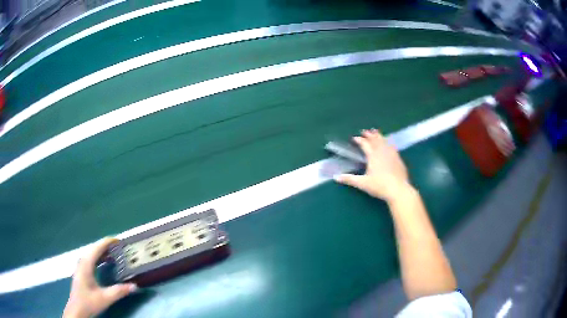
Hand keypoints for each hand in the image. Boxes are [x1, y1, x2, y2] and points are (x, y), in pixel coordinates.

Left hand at [63, 238, 136, 317]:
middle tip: (120, 248)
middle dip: (106, 246)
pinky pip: (91, 259)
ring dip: (103, 252)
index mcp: (86, 264)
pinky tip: (105, 263)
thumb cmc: (89, 302)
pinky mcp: (82, 271)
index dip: (107, 242)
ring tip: (115, 254)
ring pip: (92, 254)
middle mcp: (82, 261)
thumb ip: (119, 291)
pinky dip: (99, 258)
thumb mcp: (105, 298)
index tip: (119, 241)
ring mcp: (81, 266)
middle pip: (94, 249)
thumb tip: (135, 286)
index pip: (97, 247)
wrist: (77, 309)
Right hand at [335, 129, 410, 201]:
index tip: (354, 138)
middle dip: (370, 135)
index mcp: (373, 156)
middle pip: (375, 140)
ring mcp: (392, 154)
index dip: (359, 140)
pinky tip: (389, 144)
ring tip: (376, 132)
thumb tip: (336, 177)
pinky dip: (388, 143)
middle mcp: (382, 152)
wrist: (398, 190)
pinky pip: (392, 147)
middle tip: (365, 131)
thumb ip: (349, 179)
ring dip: (379, 136)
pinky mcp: (398, 159)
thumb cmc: (379, 186)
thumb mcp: (362, 184)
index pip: (365, 145)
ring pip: (384, 141)